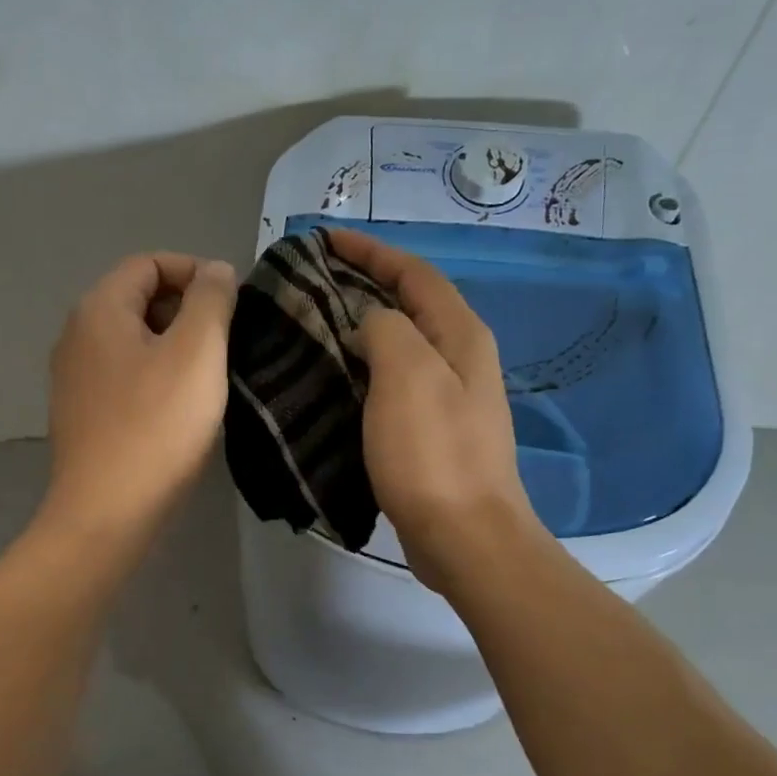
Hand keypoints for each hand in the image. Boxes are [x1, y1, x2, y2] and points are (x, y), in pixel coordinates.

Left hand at [41, 252, 237, 544]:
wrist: (106, 512)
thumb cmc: (156, 426)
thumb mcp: (197, 352)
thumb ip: (211, 300)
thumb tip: (214, 270)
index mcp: (99, 309)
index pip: (149, 263)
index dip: (194, 272)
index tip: (232, 305)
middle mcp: (77, 335)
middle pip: (139, 299)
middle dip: (187, 311)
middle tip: (226, 343)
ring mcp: (75, 377)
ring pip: (134, 341)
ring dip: (175, 347)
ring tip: (210, 377)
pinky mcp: (83, 413)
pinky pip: (125, 376)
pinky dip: (156, 377)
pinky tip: (181, 408)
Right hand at [329, 229, 546, 595]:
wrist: (464, 536)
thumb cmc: (434, 453)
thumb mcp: (407, 375)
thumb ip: (387, 330)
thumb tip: (369, 324)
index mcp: (460, 335)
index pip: (414, 273)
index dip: (371, 251)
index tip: (324, 239)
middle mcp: (460, 358)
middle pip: (409, 305)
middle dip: (364, 284)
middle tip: (311, 281)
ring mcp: (448, 397)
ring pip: (399, 344)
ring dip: (361, 327)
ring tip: (313, 324)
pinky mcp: (431, 432)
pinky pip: (392, 382)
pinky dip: (362, 369)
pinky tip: (332, 379)